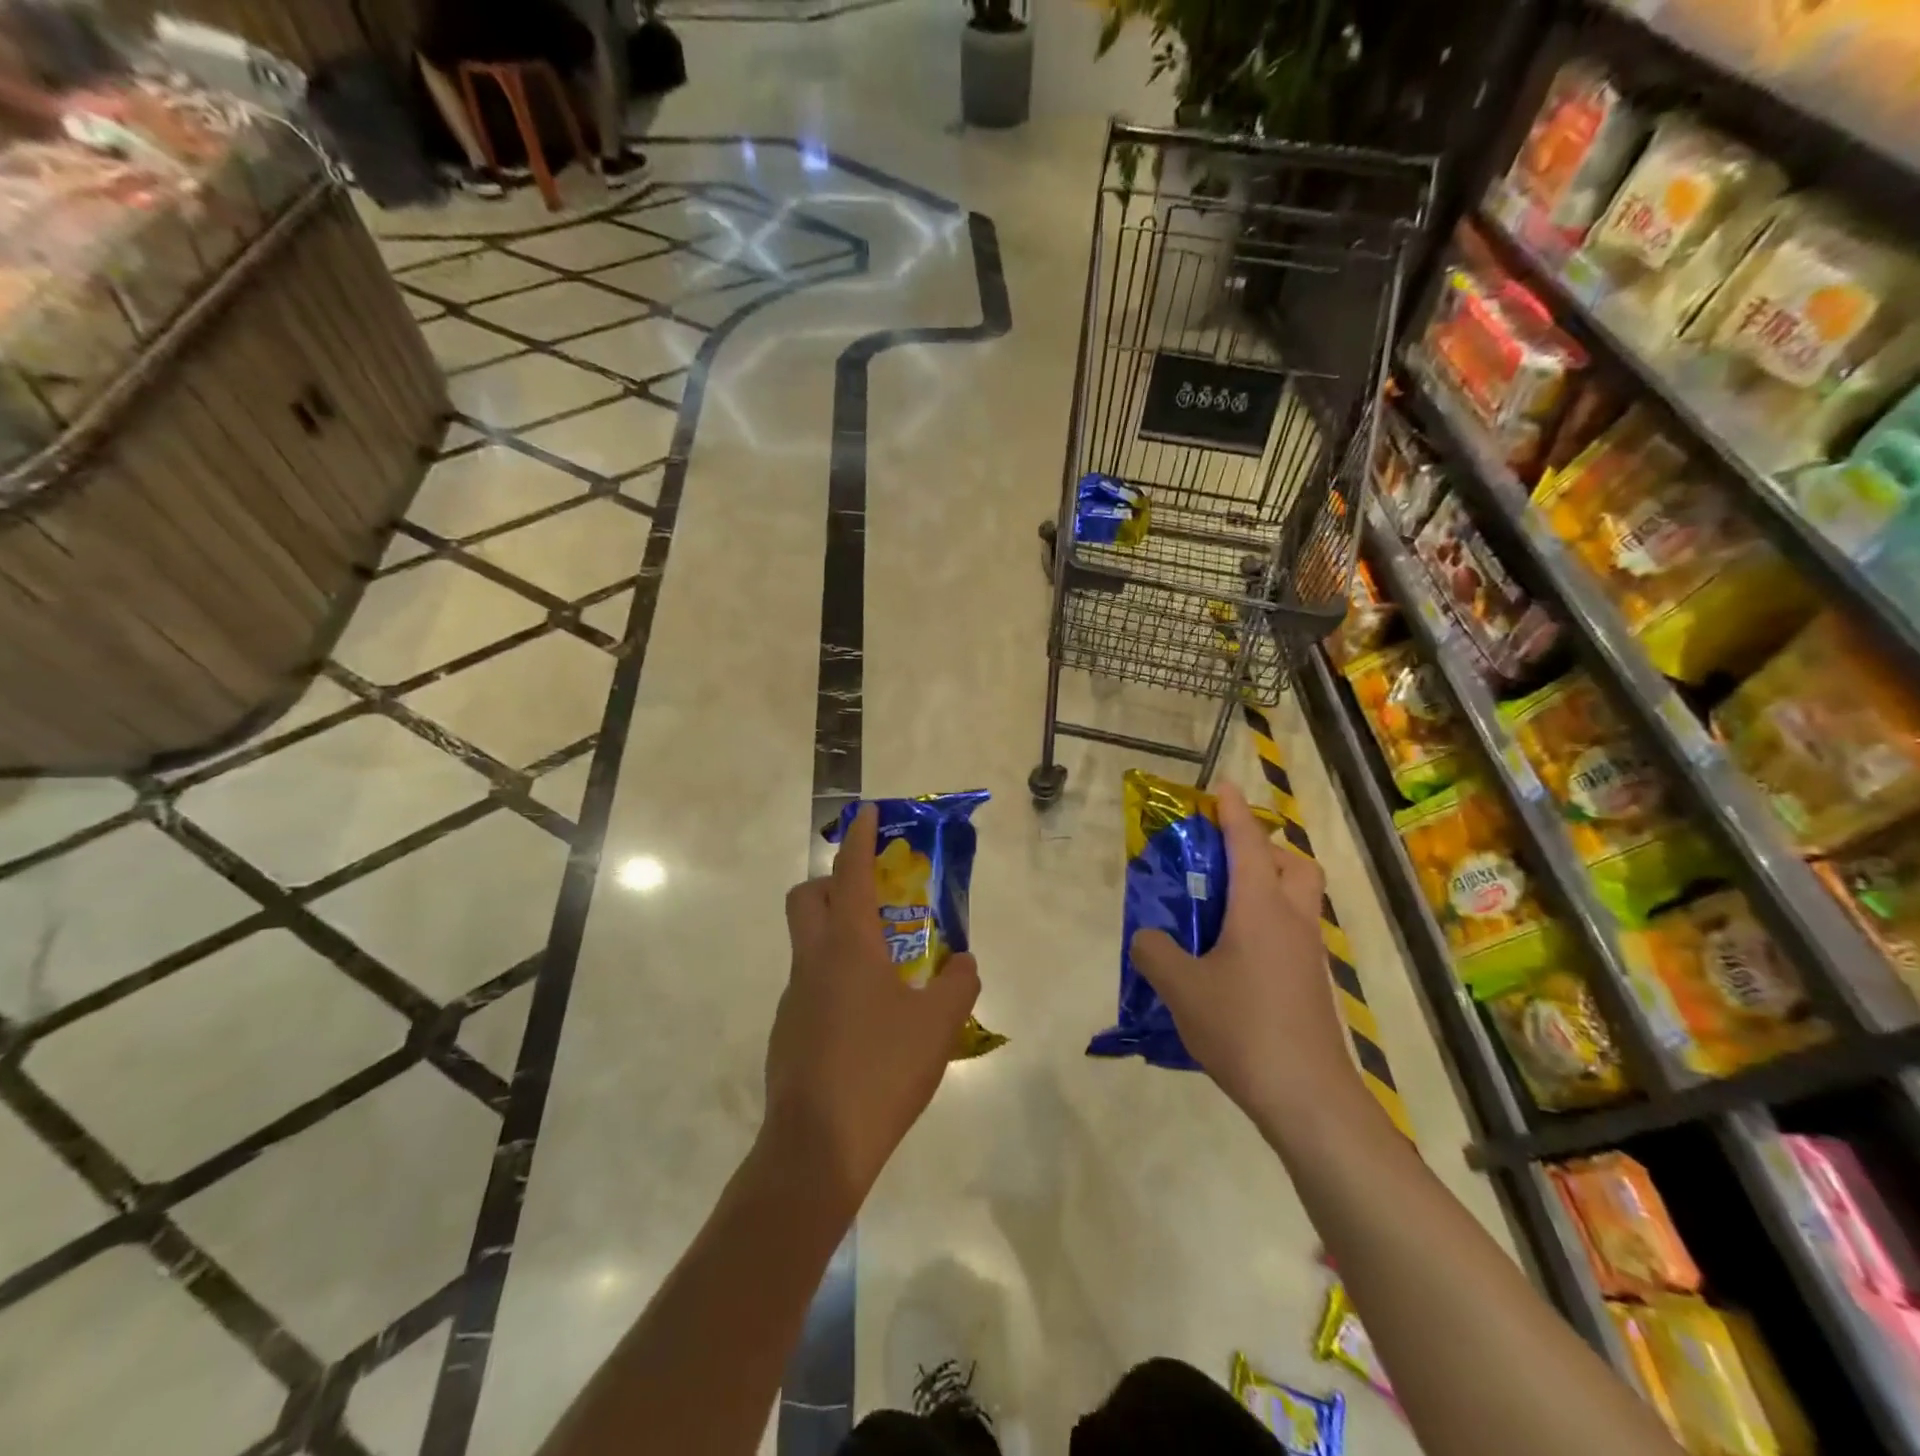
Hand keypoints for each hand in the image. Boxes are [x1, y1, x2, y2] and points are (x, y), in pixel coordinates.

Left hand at [764, 805, 980, 1206]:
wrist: (818, 1148)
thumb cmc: (882, 1070)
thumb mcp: (939, 1024)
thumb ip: (959, 982)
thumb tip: (962, 963)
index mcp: (848, 945)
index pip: (849, 871)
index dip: (859, 836)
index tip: (867, 811)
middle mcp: (813, 961)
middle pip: (807, 897)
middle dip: (832, 881)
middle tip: (871, 895)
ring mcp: (793, 997)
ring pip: (808, 944)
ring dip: (839, 937)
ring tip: (886, 971)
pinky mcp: (787, 1031)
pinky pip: (811, 986)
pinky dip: (836, 981)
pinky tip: (867, 1022)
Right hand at [1129, 782, 1360, 1128]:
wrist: (1306, 1096)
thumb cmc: (1242, 1027)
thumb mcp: (1180, 987)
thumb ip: (1154, 951)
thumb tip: (1148, 937)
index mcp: (1261, 908)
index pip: (1248, 842)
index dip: (1232, 811)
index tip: (1221, 787)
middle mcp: (1292, 920)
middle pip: (1293, 864)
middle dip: (1264, 849)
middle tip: (1225, 862)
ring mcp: (1309, 952)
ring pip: (1298, 899)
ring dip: (1269, 887)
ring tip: (1224, 910)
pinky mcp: (1313, 982)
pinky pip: (1293, 932)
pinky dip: (1269, 923)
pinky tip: (1234, 956)